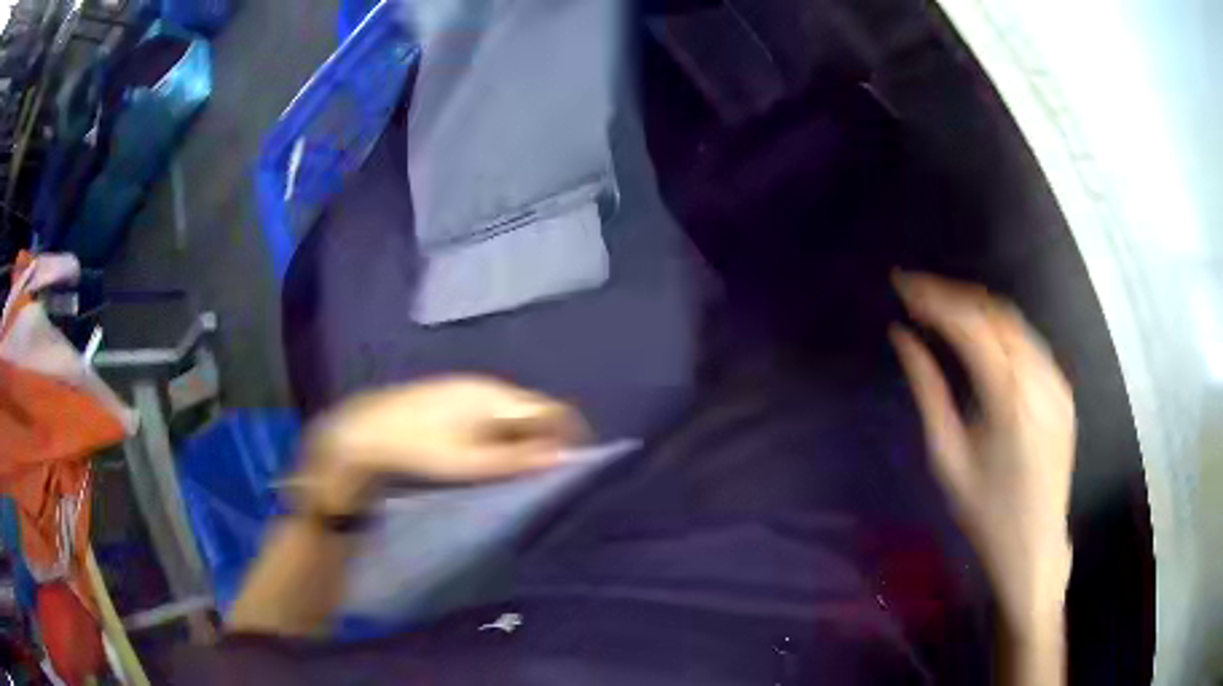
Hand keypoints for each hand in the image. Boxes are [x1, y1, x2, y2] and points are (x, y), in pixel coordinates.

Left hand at [298, 376, 587, 514]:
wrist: (370, 428)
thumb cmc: (422, 448)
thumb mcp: (472, 462)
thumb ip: (519, 461)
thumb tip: (561, 457)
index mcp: (498, 398)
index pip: (551, 410)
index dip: (571, 433)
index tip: (577, 461)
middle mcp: (489, 386)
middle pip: (534, 408)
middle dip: (547, 437)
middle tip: (543, 471)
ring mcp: (470, 386)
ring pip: (513, 410)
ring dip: (524, 435)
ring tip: (518, 466)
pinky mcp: (455, 393)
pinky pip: (494, 410)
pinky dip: (503, 430)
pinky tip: (489, 451)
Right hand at [890, 272, 1074, 634]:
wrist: (1035, 545)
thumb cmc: (986, 512)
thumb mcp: (948, 457)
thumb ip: (928, 390)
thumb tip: (903, 338)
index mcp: (1009, 397)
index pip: (969, 324)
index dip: (934, 298)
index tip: (901, 286)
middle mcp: (1039, 378)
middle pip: (994, 312)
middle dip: (953, 295)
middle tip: (918, 293)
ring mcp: (1056, 382)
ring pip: (1014, 323)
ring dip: (977, 308)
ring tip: (943, 308)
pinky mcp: (1063, 390)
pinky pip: (1030, 344)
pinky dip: (1001, 330)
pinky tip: (982, 338)